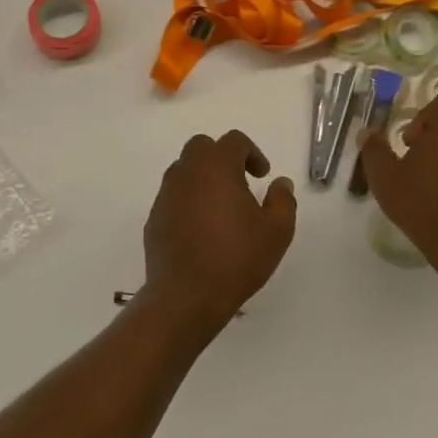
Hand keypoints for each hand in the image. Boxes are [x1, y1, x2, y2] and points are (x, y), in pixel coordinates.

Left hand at [142, 130, 296, 328]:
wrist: (186, 296)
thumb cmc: (236, 258)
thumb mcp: (276, 231)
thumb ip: (283, 200)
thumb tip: (280, 183)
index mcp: (216, 167)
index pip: (234, 141)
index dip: (253, 153)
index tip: (262, 176)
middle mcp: (186, 173)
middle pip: (202, 147)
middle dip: (223, 157)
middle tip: (240, 183)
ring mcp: (166, 195)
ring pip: (184, 170)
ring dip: (203, 178)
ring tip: (221, 207)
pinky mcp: (154, 218)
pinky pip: (173, 197)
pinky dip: (188, 201)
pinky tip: (202, 229)